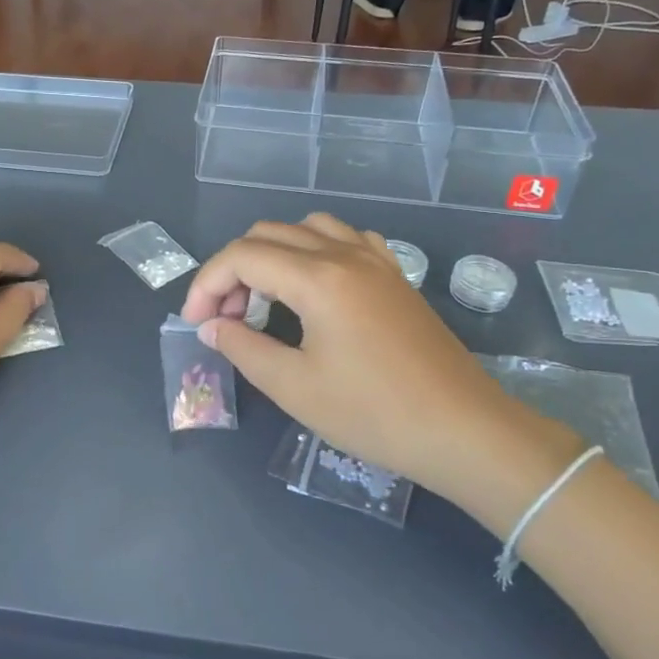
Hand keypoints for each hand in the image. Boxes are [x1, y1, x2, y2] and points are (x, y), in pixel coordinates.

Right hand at [180, 215, 574, 501]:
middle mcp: (344, 254)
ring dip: (272, 254)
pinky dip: (314, 250)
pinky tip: (314, 285)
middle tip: (225, 317)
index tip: (196, 323)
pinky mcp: (394, 276)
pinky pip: (345, 239)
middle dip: (234, 270)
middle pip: (268, 235)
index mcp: (317, 278)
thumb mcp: (294, 387)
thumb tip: (211, 326)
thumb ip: (243, 347)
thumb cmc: (373, 413)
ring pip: (306, 228)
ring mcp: (375, 261)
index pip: (242, 256)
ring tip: (265, 299)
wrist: (463, 430)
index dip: (207, 284)